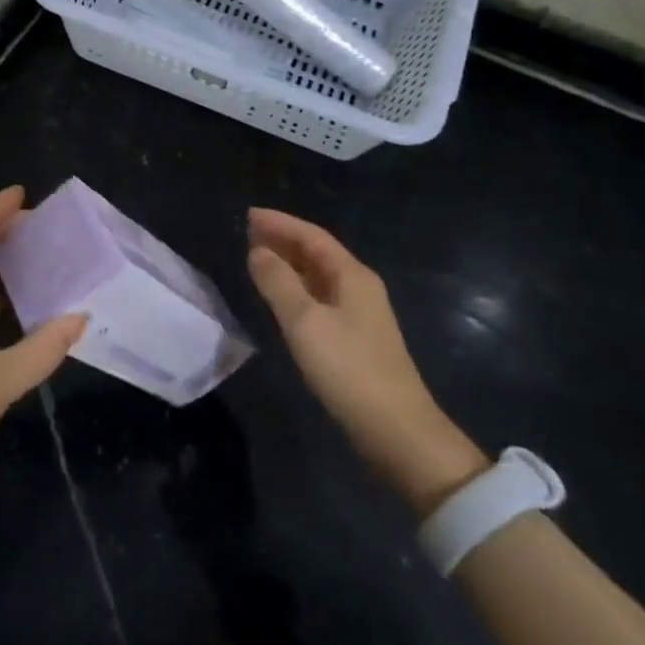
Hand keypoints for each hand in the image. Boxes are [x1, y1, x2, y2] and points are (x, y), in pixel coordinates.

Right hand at [247, 207, 486, 514]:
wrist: (396, 430)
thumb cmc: (348, 368)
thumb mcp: (305, 321)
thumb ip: (278, 282)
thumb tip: (257, 251)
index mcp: (352, 276)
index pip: (312, 236)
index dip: (280, 223)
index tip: (248, 214)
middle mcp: (359, 287)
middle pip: (317, 253)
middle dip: (283, 239)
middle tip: (247, 232)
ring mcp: (359, 314)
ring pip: (317, 276)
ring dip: (288, 263)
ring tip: (256, 258)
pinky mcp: (354, 338)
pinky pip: (319, 297)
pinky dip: (295, 288)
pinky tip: (280, 297)